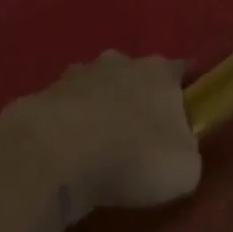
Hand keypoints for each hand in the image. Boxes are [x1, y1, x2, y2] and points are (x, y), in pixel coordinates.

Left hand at [0, 52, 201, 222]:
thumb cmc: (132, 157)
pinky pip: (66, 108)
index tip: (186, 114)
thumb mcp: (184, 169)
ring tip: (99, 147)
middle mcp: (120, 62)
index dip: (185, 91)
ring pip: (98, 87)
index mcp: (159, 72)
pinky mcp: (45, 94)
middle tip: (140, 136)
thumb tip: (179, 149)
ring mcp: (79, 74)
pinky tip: (69, 153)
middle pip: (136, 75)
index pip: (180, 71)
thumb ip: (188, 152)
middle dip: (138, 98)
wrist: (55, 155)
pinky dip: (70, 125)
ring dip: (101, 109)